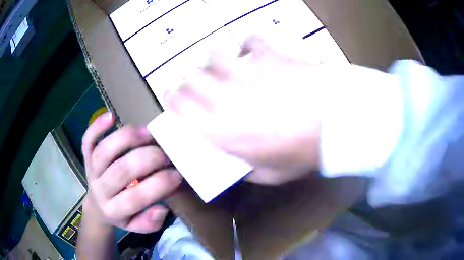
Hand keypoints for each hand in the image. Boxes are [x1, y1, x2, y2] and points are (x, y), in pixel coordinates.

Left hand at [82, 112, 180, 232]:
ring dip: (127, 139)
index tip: (177, 174)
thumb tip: (161, 209)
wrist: (98, 206)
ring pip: (104, 151)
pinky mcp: (86, 155)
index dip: (158, 185)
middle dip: (148, 159)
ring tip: (148, 134)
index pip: (135, 198)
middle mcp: (99, 189)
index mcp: (113, 210)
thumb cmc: (121, 214)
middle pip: (120, 171)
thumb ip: (149, 222)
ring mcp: (90, 170)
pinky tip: (112, 116)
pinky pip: (88, 139)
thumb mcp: (136, 226)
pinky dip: (97, 126)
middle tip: (167, 154)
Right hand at [164, 36, 322, 184]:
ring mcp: (245, 70)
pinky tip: (250, 49)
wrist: (332, 123)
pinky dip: (248, 43)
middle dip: (187, 79)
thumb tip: (241, 163)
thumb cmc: (300, 154)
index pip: (180, 105)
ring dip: (212, 61)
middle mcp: (223, 94)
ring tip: (219, 66)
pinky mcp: (268, 55)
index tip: (169, 94)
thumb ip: (247, 169)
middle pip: (191, 77)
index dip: (170, 97)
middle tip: (193, 82)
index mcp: (218, 127)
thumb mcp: (269, 174)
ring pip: (214, 55)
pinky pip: (251, 40)